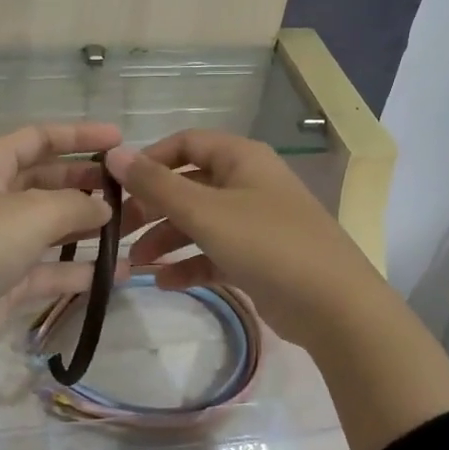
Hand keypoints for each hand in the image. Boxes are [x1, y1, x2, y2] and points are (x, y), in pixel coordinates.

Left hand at [0, 121, 121, 370]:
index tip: (119, 139)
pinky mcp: (5, 284)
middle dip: (87, 182)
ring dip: (89, 227)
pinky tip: (118, 273)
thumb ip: (75, 205)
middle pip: (47, 182)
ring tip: (133, 227)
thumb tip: (104, 207)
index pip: (37, 139)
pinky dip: (80, 271)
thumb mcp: (29, 214)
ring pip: (52, 228)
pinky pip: (50, 271)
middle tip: (130, 189)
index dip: (78, 135)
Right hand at [104, 130, 385, 350]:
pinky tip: (164, 282)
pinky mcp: (258, 258)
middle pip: (188, 185)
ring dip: (166, 239)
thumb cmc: (267, 244)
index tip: (117, 185)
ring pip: (199, 222)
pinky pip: (214, 252)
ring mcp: (254, 222)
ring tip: (135, 264)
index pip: (185, 143)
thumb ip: (156, 184)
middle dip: (152, 207)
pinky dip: (189, 264)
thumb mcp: (205, 212)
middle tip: (118, 230)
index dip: (149, 161)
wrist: (334, 305)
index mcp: (241, 158)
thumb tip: (114, 153)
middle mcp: (247, 183)